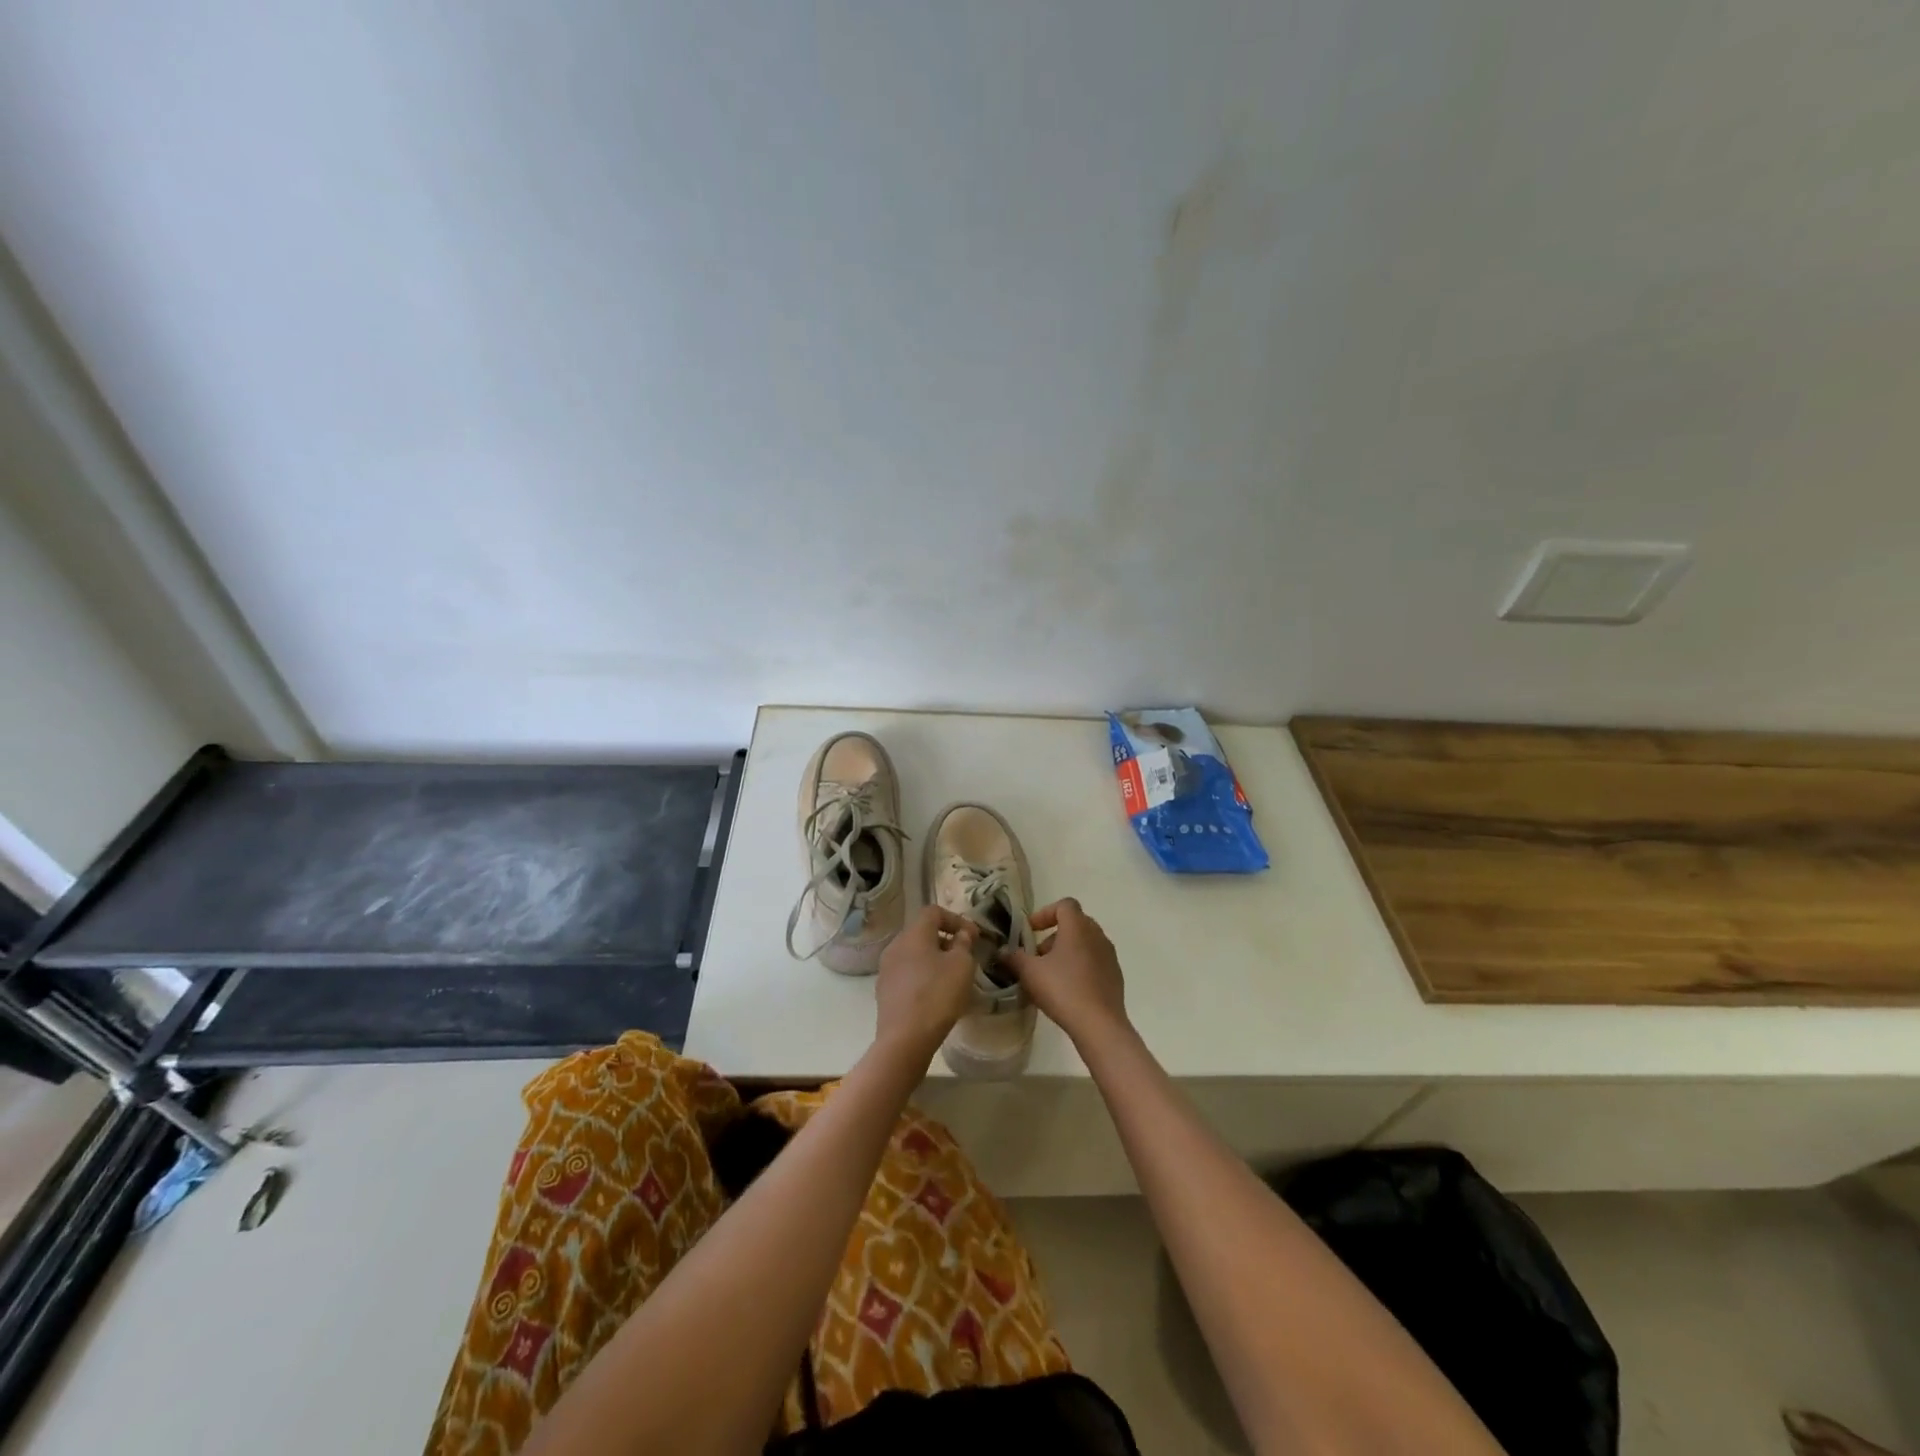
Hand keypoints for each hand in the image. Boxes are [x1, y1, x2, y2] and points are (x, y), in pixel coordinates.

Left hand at [874, 906, 977, 1063]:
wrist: (905, 1038)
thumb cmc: (938, 994)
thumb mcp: (962, 965)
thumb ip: (964, 944)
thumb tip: (962, 934)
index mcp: (914, 933)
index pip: (934, 912)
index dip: (956, 919)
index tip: (973, 936)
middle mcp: (895, 945)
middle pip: (922, 932)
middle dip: (945, 940)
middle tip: (965, 956)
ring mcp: (886, 968)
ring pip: (914, 954)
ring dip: (934, 959)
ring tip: (953, 977)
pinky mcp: (884, 991)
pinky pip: (907, 973)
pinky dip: (923, 976)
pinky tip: (936, 994)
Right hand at [1002, 898, 1128, 1047]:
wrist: (1099, 1025)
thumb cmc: (1062, 990)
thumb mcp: (1029, 973)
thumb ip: (1014, 957)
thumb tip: (1002, 951)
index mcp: (1077, 927)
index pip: (1065, 905)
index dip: (1045, 913)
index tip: (1031, 931)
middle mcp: (1097, 935)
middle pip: (1075, 923)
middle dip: (1054, 935)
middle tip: (1038, 954)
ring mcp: (1109, 956)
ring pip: (1085, 943)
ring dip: (1067, 951)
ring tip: (1051, 974)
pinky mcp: (1115, 975)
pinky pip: (1095, 961)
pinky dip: (1080, 966)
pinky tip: (1068, 989)